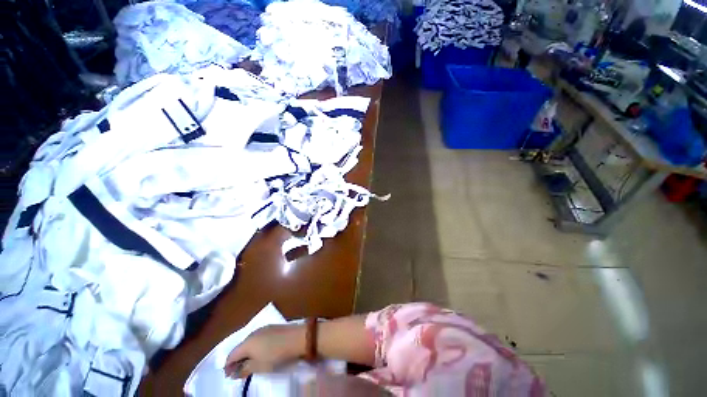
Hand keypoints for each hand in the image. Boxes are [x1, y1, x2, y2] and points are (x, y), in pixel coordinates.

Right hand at [224, 324, 305, 378]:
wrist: (298, 338)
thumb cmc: (277, 354)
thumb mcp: (259, 366)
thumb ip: (244, 369)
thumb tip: (233, 373)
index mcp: (247, 342)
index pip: (231, 355)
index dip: (228, 367)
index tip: (229, 377)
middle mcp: (253, 333)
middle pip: (240, 347)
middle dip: (237, 360)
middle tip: (239, 372)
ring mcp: (264, 328)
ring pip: (250, 342)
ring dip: (247, 353)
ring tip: (250, 364)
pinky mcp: (273, 328)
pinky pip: (258, 338)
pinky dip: (256, 347)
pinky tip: (261, 353)